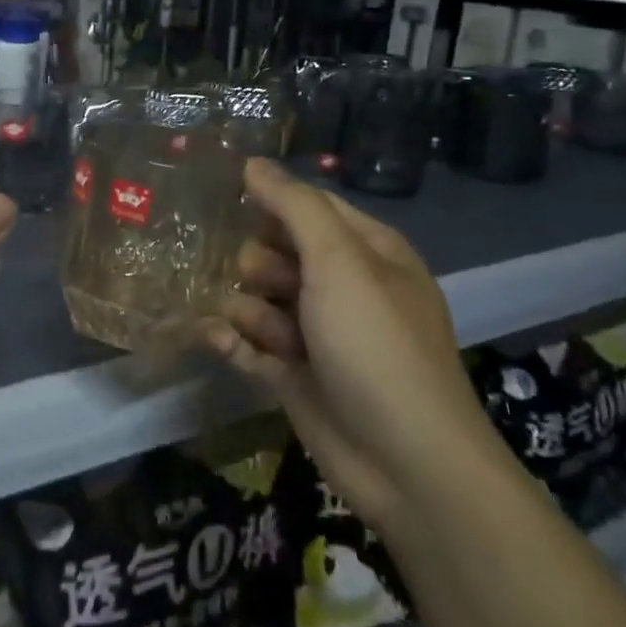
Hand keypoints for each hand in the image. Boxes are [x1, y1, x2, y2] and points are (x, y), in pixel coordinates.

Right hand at [204, 158, 499, 528]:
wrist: (406, 464)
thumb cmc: (376, 345)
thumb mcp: (340, 262)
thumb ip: (294, 206)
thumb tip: (252, 162)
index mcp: (367, 251)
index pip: (308, 206)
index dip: (268, 201)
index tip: (221, 196)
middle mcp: (342, 286)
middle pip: (275, 250)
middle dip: (256, 263)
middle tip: (259, 281)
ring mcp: (317, 332)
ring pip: (257, 297)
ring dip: (247, 308)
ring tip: (262, 332)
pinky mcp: (294, 373)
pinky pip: (248, 342)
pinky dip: (232, 340)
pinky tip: (219, 340)